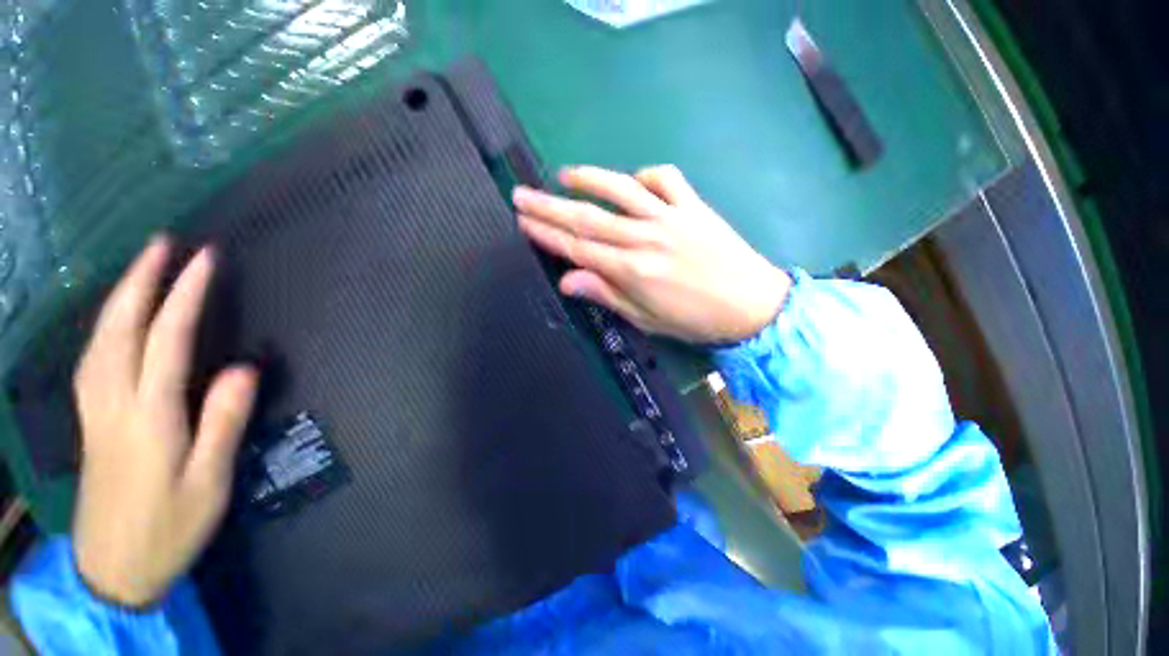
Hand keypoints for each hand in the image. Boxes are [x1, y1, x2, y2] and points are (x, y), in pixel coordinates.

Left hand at [72, 237, 257, 606]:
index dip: (186, 295)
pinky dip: (104, 326)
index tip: (206, 259)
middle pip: (121, 329)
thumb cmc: (169, 527)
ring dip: (120, 296)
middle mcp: (114, 402)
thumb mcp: (208, 482)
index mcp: (148, 416)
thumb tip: (244, 368)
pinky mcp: (90, 420)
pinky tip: (113, 319)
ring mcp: (95, 410)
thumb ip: (223, 423)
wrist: (112, 570)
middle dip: (141, 280)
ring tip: (141, 268)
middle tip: (163, 243)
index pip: (167, 340)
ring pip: (99, 339)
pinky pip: (92, 357)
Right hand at [514, 165, 790, 343]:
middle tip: (521, 194)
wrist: (753, 305)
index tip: (523, 221)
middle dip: (549, 206)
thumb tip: (567, 280)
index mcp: (632, 271)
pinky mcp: (693, 207)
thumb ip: (607, 295)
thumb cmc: (695, 320)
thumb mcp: (646, 319)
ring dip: (589, 179)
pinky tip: (632, 181)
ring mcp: (671, 218)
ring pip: (621, 191)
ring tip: (562, 175)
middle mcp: (646, 238)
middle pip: (588, 218)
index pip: (578, 247)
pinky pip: (666, 180)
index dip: (547, 234)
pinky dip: (645, 175)